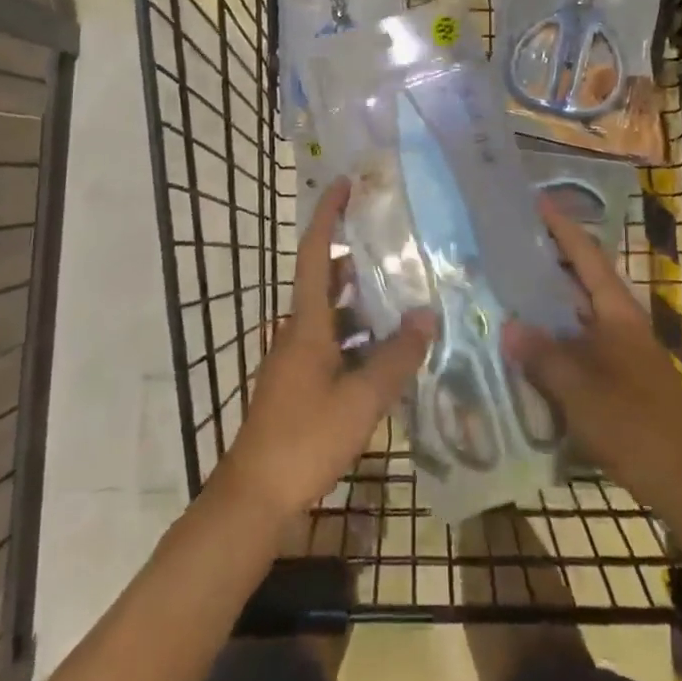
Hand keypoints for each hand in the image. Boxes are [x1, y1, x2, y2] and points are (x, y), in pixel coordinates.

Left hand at [216, 178, 433, 519]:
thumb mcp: (361, 400)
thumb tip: (426, 315)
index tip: (345, 183)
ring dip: (362, 302)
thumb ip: (397, 357)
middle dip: (356, 257)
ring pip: (332, 315)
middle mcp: (298, 332)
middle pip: (325, 280)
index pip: (314, 253)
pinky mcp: (300, 383)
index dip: (328, 215)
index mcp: (307, 324)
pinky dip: (359, 337)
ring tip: (404, 295)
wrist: (255, 498)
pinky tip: (388, 352)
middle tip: (396, 243)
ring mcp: (297, 359)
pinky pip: (333, 343)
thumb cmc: (305, 439)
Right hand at [504, 199, 681, 505]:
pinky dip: (555, 337)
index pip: (587, 256)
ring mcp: (622, 351)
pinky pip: (580, 344)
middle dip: (550, 260)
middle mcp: (621, 323)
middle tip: (510, 245)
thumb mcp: (580, 389)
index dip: (562, 227)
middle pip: (583, 280)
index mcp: (618, 312)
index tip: (537, 200)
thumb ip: (543, 356)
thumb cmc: (634, 424)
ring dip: (550, 301)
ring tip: (510, 289)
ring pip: (579, 314)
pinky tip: (530, 348)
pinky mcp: (619, 378)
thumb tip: (509, 326)